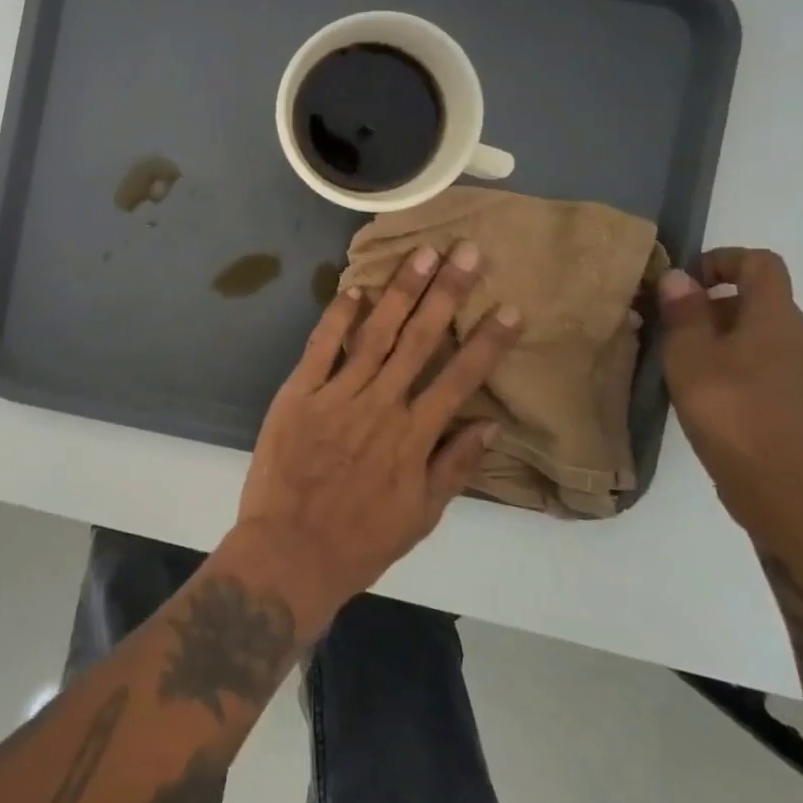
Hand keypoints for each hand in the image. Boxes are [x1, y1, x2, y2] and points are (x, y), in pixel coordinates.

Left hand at [232, 242, 521, 624]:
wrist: (290, 551)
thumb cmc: (360, 540)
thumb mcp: (422, 516)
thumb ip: (455, 467)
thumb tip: (491, 425)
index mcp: (414, 436)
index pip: (461, 378)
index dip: (488, 341)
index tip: (511, 307)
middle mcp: (381, 405)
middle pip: (420, 339)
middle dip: (447, 293)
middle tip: (467, 251)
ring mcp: (337, 395)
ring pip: (375, 333)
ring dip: (400, 291)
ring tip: (422, 254)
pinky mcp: (298, 393)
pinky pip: (321, 347)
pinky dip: (337, 316)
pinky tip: (353, 288)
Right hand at [657, 249, 802, 545]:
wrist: (786, 495)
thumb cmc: (731, 413)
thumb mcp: (689, 357)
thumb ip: (685, 313)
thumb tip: (680, 277)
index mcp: (779, 320)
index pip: (761, 263)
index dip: (722, 260)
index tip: (686, 284)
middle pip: (762, 303)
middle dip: (716, 307)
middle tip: (674, 332)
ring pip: (768, 339)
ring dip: (729, 341)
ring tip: (690, 368)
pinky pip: (776, 371)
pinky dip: (744, 370)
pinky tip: (716, 400)